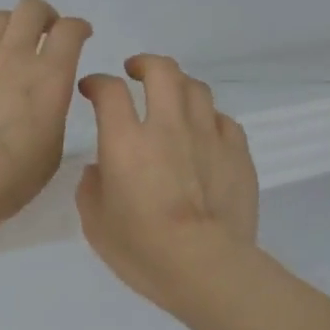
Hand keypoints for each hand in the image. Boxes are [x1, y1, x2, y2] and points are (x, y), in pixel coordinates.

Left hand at [0, 0, 92, 230]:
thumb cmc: (11, 178)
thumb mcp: (52, 147)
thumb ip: (52, 110)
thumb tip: (42, 95)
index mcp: (49, 76)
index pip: (70, 30)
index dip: (78, 27)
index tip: (79, 34)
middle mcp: (12, 55)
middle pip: (31, 9)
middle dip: (43, 16)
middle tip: (43, 33)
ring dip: (7, 31)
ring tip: (3, 54)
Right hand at [76, 54, 259, 313]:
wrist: (204, 265)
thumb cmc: (141, 248)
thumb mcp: (95, 223)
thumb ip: (91, 188)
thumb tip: (100, 169)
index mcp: (126, 140)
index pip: (109, 91)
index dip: (97, 83)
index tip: (91, 89)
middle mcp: (168, 126)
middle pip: (161, 71)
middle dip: (145, 64)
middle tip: (135, 72)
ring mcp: (208, 136)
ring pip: (196, 89)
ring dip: (179, 85)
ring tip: (173, 97)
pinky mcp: (238, 153)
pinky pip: (224, 121)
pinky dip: (209, 119)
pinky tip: (205, 132)